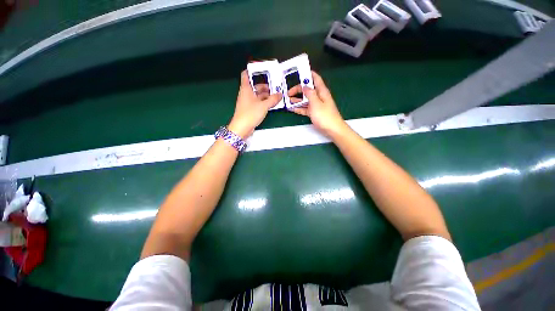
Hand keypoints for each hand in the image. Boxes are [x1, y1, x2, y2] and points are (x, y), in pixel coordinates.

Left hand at [228, 70, 281, 138]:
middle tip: (275, 85)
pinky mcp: (250, 109)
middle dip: (265, 85)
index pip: (246, 74)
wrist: (241, 128)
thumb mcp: (264, 106)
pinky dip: (264, 101)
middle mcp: (246, 94)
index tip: (262, 70)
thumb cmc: (250, 114)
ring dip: (265, 95)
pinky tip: (271, 103)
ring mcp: (247, 102)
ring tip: (276, 95)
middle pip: (255, 85)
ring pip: (257, 95)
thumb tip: (280, 94)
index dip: (253, 70)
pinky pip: (258, 102)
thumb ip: (273, 99)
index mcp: (246, 89)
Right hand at [291, 71, 346, 136]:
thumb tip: (305, 86)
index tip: (299, 72)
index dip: (309, 74)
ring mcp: (316, 105)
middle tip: (288, 91)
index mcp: (321, 91)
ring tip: (288, 100)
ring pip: (305, 99)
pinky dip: (299, 108)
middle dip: (298, 89)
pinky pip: (305, 108)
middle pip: (308, 90)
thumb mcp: (316, 103)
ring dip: (297, 99)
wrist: (332, 130)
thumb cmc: (325, 116)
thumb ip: (310, 94)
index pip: (316, 79)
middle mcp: (319, 97)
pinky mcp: (314, 113)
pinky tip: (292, 108)